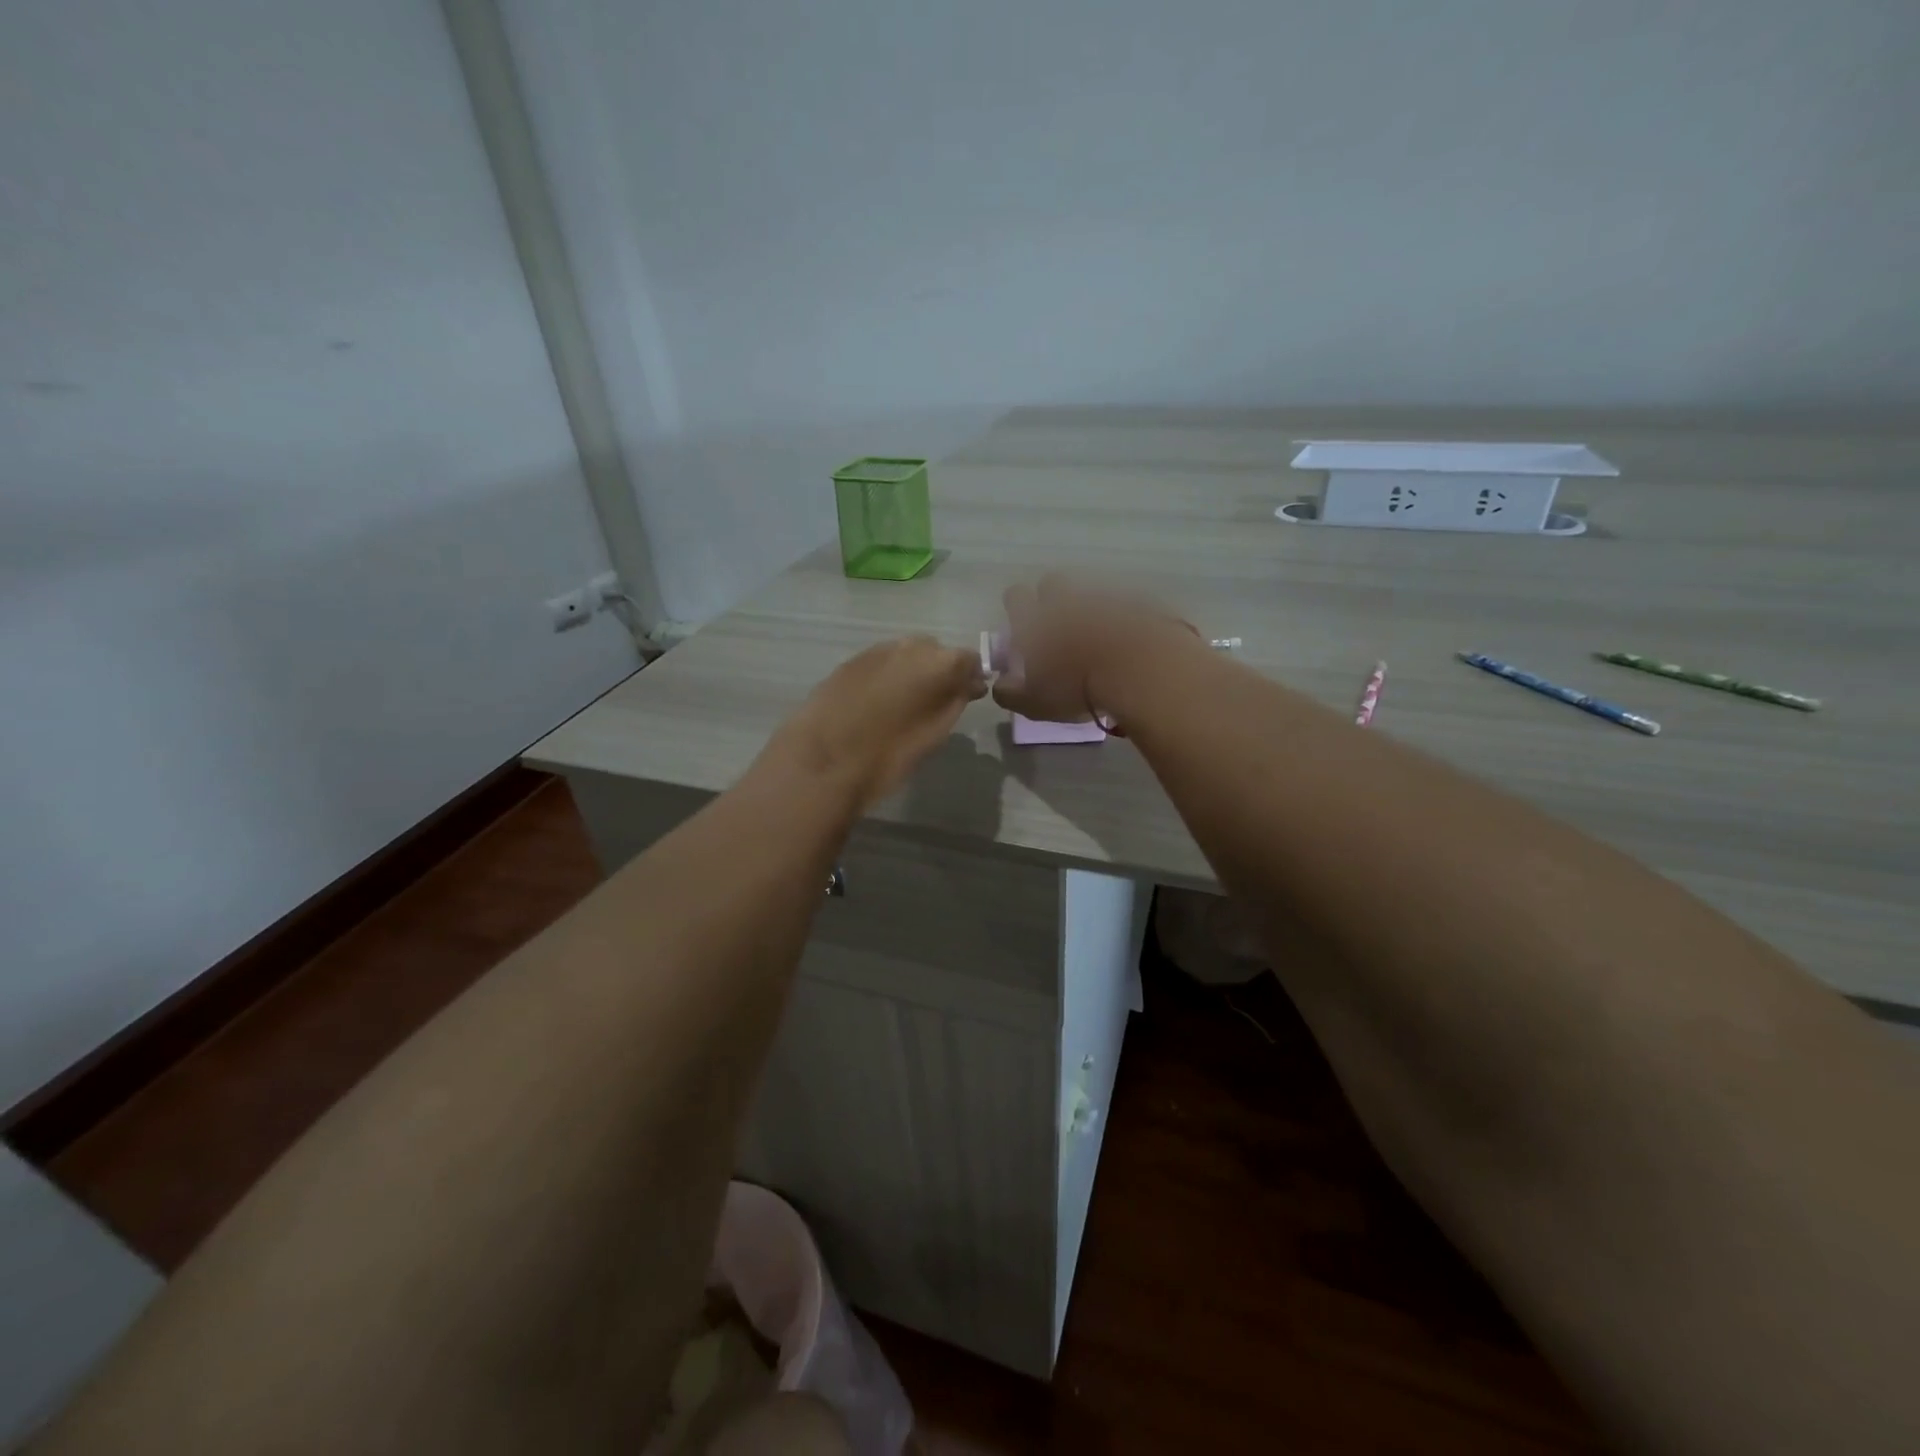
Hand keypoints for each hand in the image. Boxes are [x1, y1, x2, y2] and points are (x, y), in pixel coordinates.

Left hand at [765, 636, 988, 810]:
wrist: (824, 759)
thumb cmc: (889, 753)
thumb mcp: (935, 733)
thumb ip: (956, 701)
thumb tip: (968, 685)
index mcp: (939, 662)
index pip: (969, 659)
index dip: (970, 678)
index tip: (968, 698)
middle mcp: (909, 645)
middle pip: (935, 651)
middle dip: (940, 671)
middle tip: (934, 703)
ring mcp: (876, 650)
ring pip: (905, 654)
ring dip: (911, 672)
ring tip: (903, 704)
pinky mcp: (849, 661)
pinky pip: (880, 663)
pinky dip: (885, 677)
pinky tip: (876, 703)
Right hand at [991, 576, 1193, 726]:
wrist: (1140, 669)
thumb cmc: (1076, 686)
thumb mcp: (1033, 702)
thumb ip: (1009, 692)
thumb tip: (1001, 683)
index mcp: (1035, 617)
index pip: (1015, 596)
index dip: (1017, 609)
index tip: (1023, 628)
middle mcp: (1065, 599)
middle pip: (1052, 583)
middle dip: (1053, 600)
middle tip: (1060, 630)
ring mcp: (1103, 597)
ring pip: (1089, 593)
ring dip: (1089, 610)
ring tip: (1098, 639)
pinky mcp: (1138, 602)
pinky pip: (1124, 605)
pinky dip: (1122, 618)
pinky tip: (1128, 641)